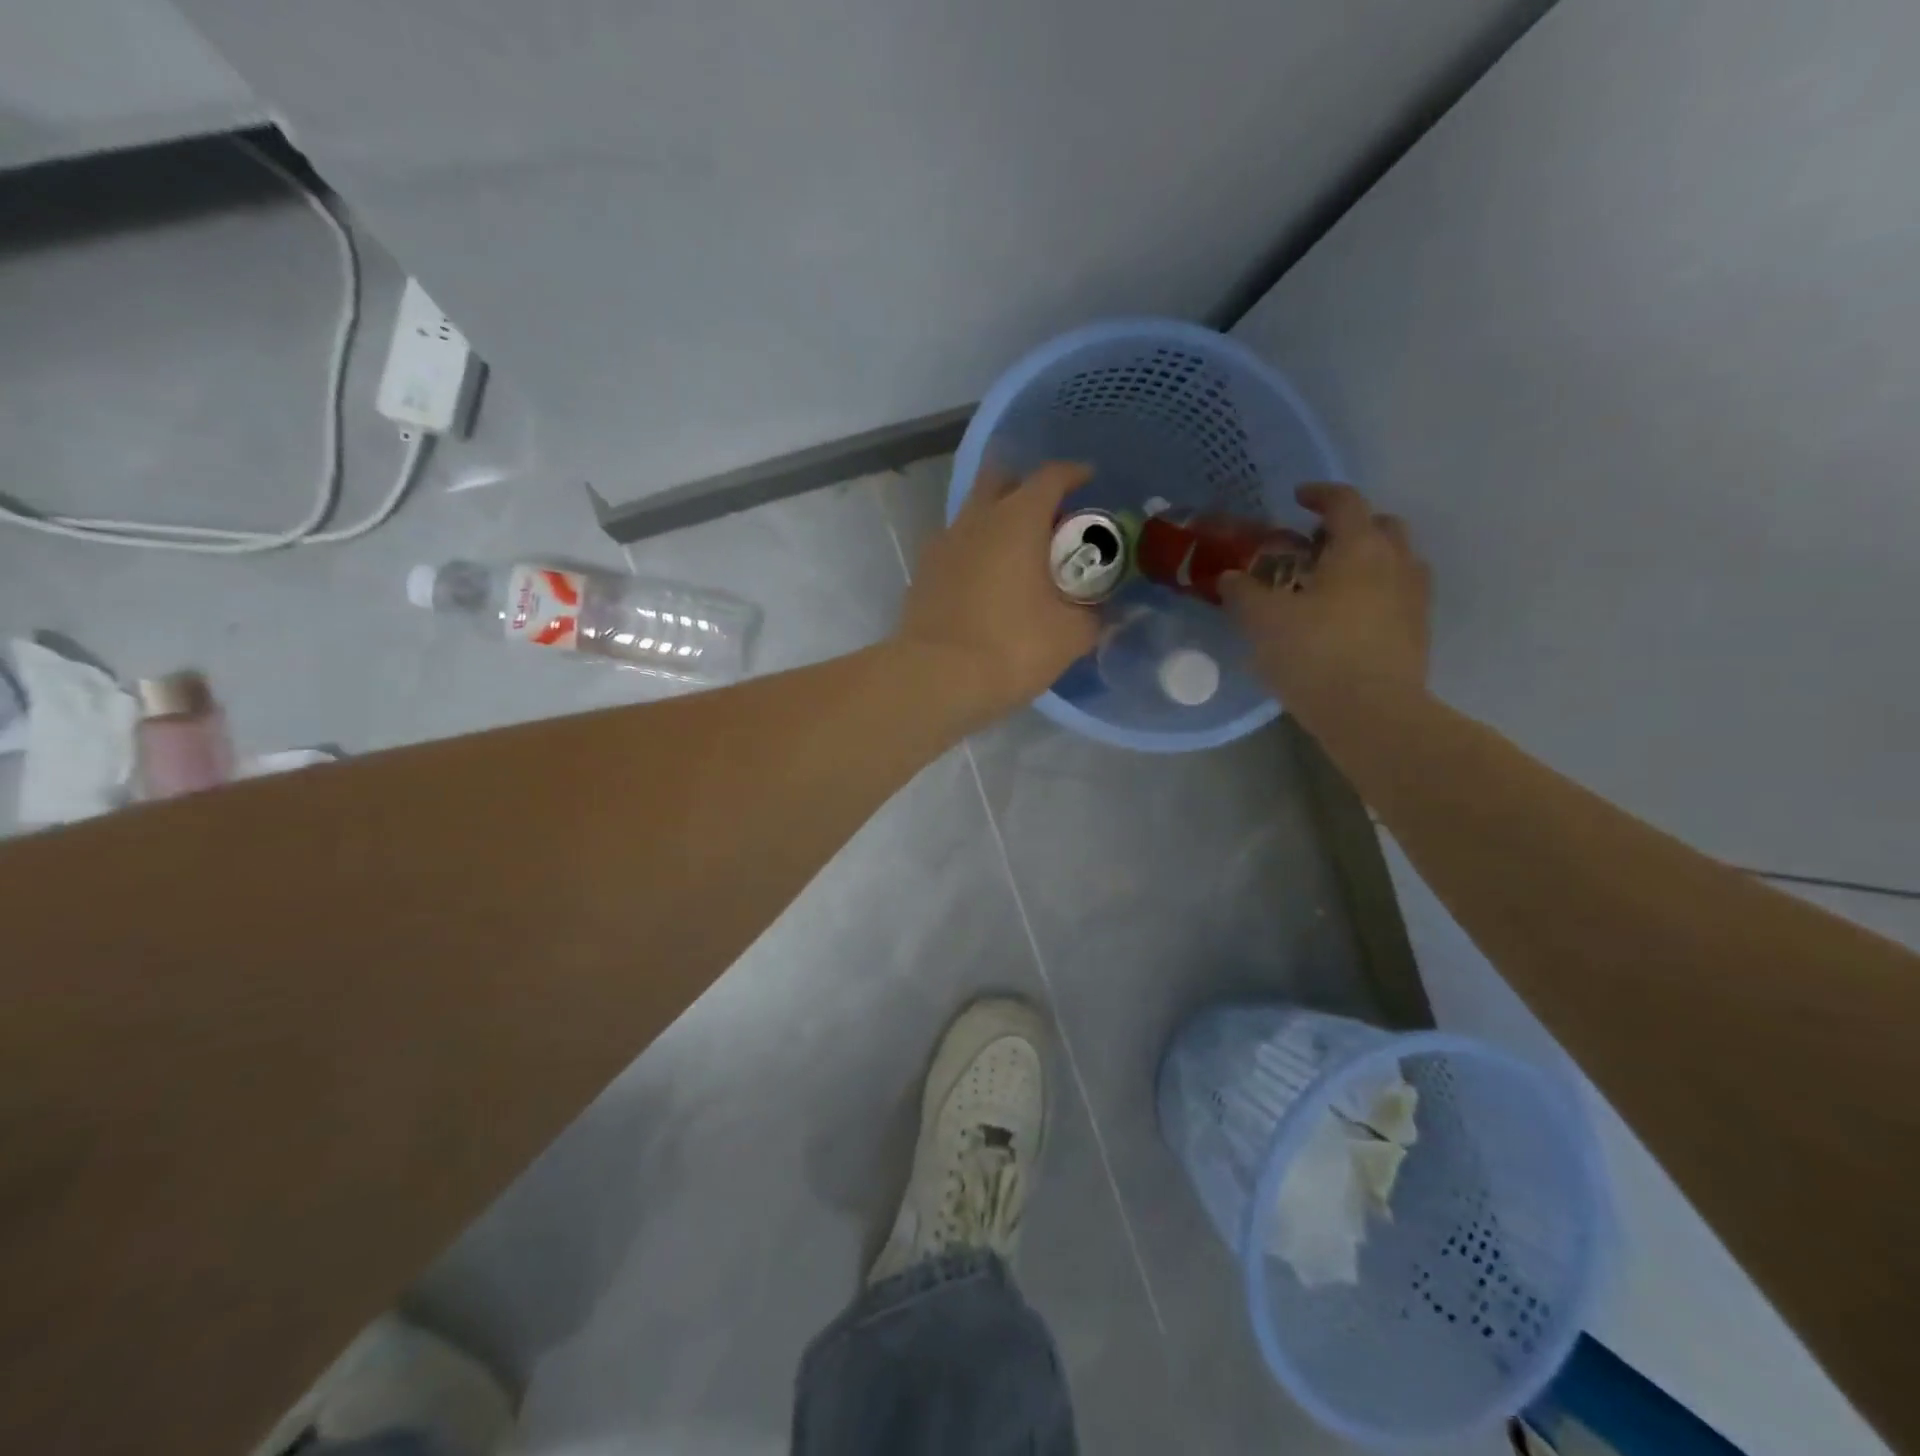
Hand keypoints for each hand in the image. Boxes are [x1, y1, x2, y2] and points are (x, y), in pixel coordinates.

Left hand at [896, 461, 1100, 723]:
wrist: (936, 679)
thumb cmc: (1011, 647)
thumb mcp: (1070, 636)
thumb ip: (1093, 615)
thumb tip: (1101, 610)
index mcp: (1017, 519)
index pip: (1050, 476)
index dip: (1074, 474)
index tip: (1089, 481)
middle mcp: (975, 519)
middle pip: (1000, 481)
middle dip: (1025, 489)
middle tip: (1048, 520)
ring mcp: (942, 545)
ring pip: (973, 515)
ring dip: (997, 523)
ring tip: (1019, 559)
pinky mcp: (922, 574)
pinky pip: (955, 548)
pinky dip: (975, 554)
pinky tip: (987, 586)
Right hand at [1221, 483, 1431, 732]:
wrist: (1372, 714)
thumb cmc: (1315, 654)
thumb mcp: (1263, 621)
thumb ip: (1244, 593)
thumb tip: (1230, 577)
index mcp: (1360, 548)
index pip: (1345, 502)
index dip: (1320, 494)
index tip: (1298, 497)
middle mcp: (1396, 563)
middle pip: (1382, 526)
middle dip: (1350, 526)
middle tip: (1316, 545)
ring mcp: (1414, 599)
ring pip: (1396, 561)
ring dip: (1368, 560)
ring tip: (1332, 583)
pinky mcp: (1418, 632)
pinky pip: (1398, 596)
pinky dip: (1375, 593)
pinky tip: (1347, 619)